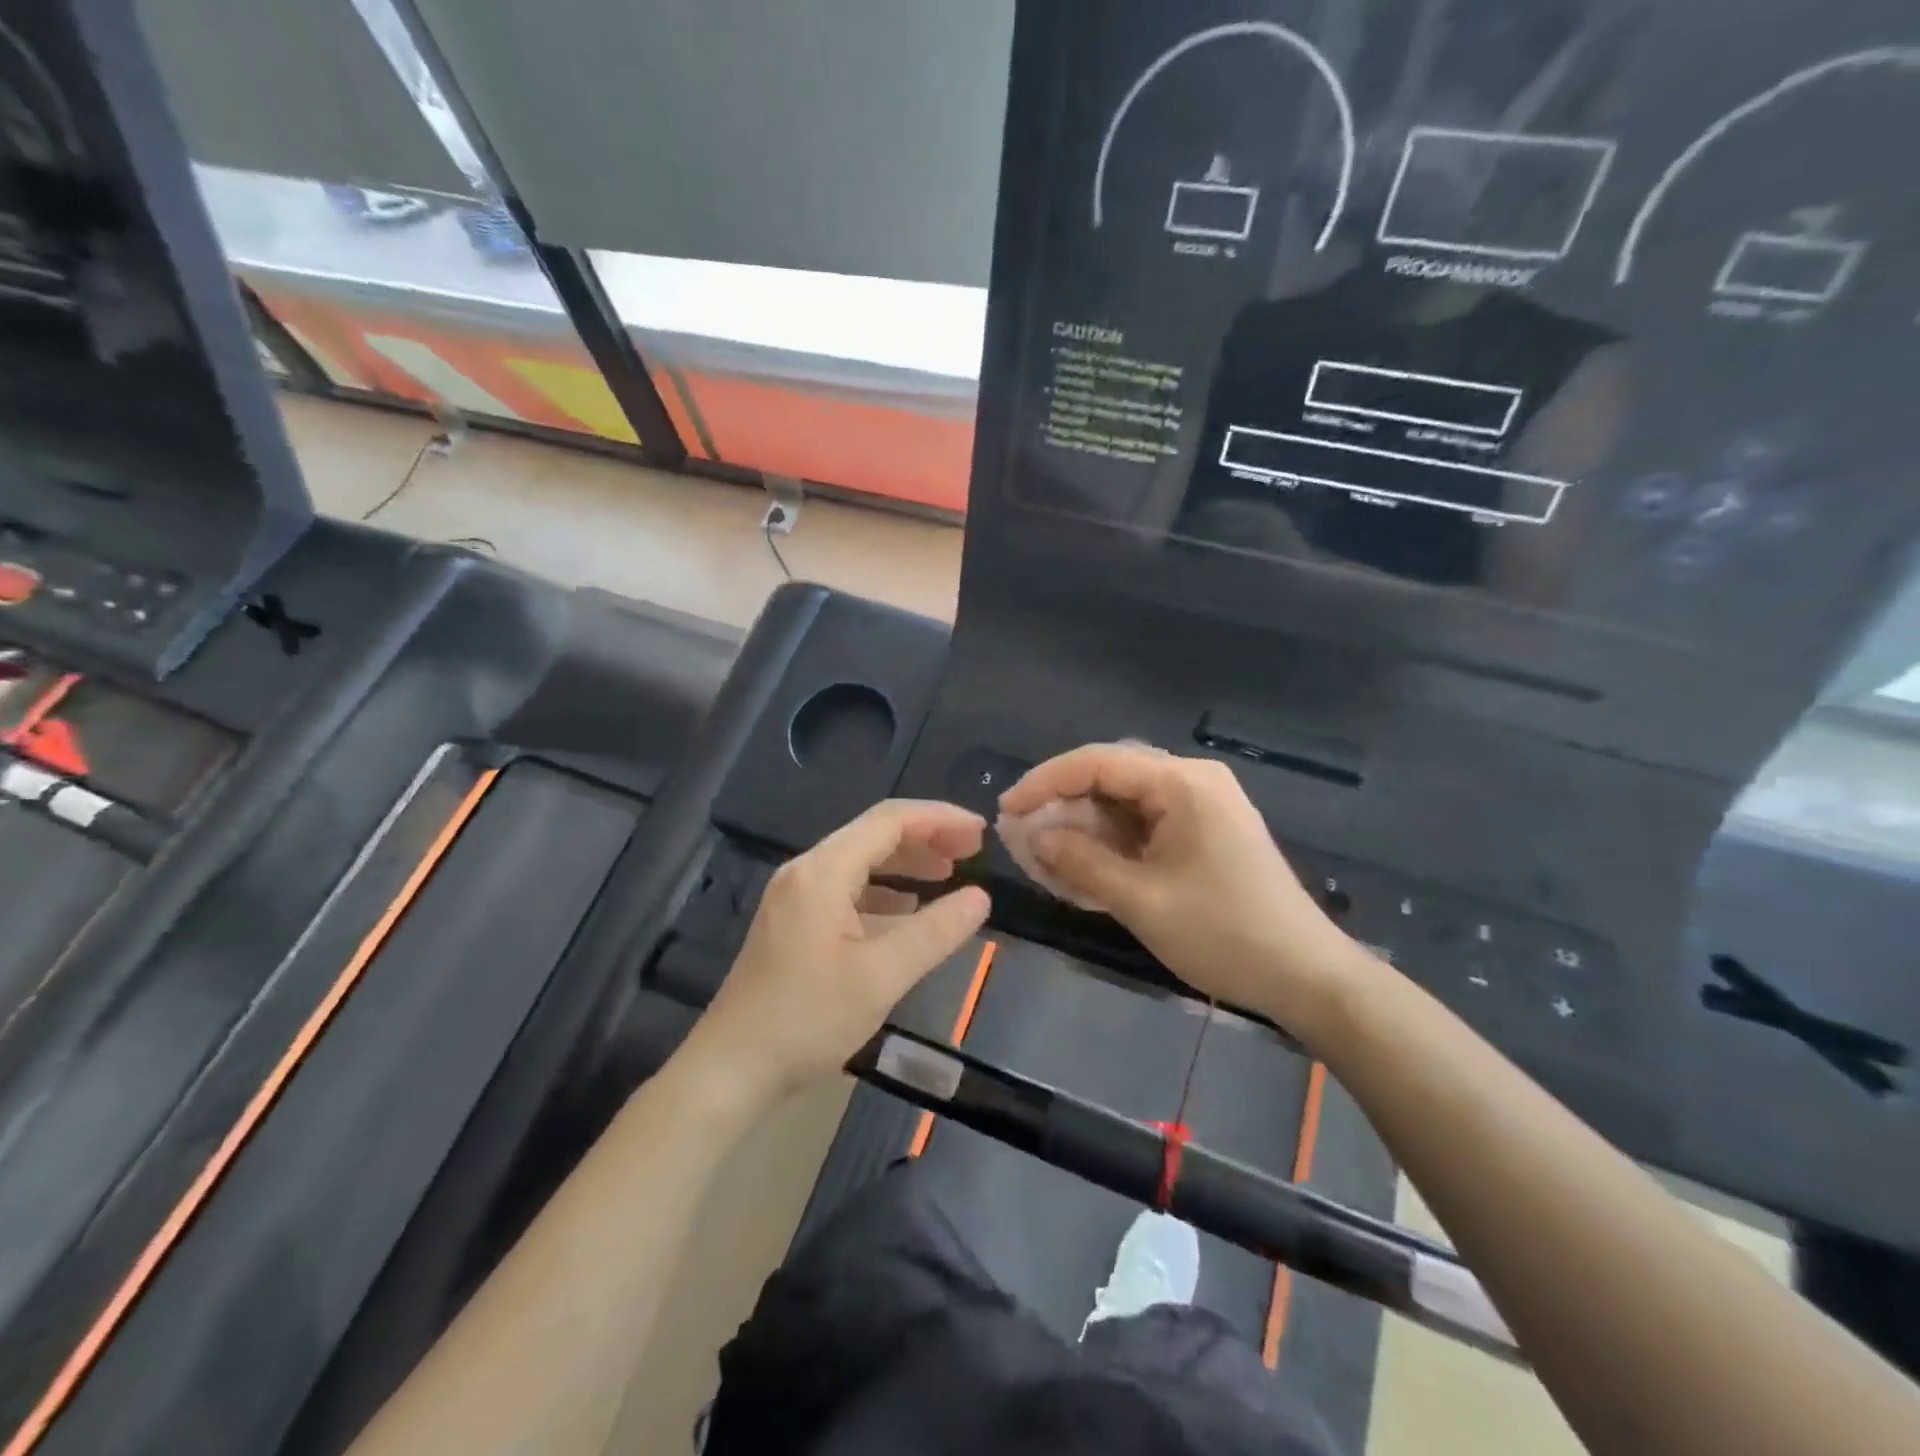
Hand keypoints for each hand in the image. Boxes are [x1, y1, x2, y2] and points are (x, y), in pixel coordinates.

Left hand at [695, 800, 990, 1102]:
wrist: (732, 1067)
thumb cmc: (808, 1019)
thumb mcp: (882, 976)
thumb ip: (935, 932)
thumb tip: (981, 898)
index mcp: (823, 871)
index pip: (889, 820)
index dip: (940, 819)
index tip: (980, 833)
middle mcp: (806, 871)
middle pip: (874, 834)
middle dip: (926, 837)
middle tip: (972, 853)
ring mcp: (795, 895)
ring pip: (860, 860)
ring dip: (906, 862)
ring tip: (949, 874)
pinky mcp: (793, 920)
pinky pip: (846, 887)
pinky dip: (883, 889)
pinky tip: (906, 907)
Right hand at [999, 744, 1357, 1029]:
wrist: (1308, 976)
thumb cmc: (1224, 934)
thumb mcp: (1140, 900)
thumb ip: (1079, 860)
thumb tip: (1030, 833)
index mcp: (1182, 782)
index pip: (1096, 762)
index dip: (1043, 783)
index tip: (1006, 811)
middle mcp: (1192, 780)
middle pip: (1109, 776)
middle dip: (1061, 804)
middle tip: (1021, 836)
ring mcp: (1203, 804)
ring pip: (1124, 802)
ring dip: (1083, 825)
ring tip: (1043, 854)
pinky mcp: (1206, 830)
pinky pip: (1145, 823)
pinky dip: (1111, 841)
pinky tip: (1084, 865)